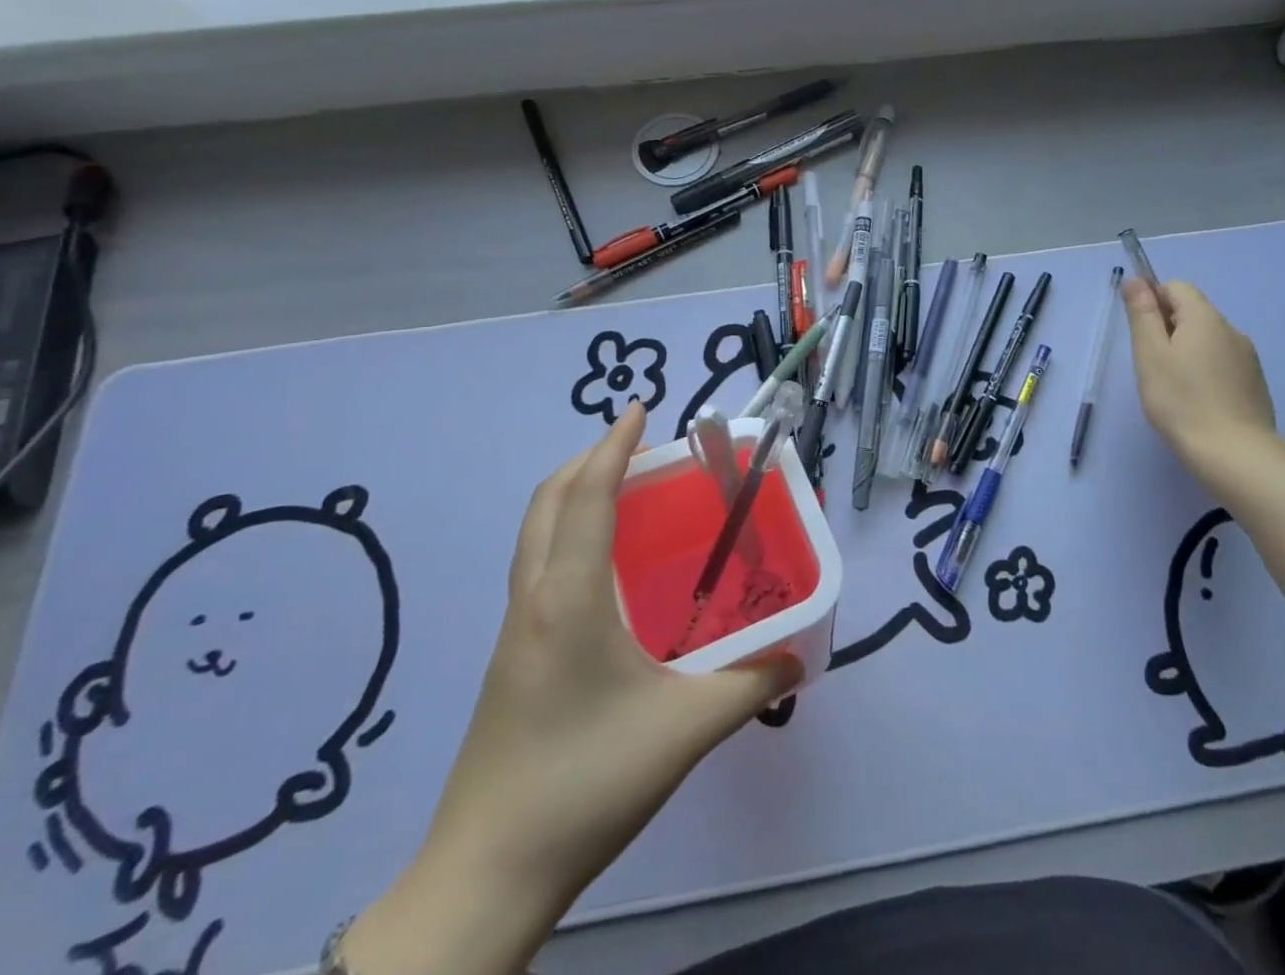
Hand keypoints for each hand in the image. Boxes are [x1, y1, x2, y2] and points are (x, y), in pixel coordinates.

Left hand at [341, 403, 800, 974]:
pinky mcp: (510, 658)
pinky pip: (537, 565)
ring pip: (535, 532)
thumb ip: (749, 685)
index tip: (640, 409)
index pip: (586, 494)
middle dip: (588, 460)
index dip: (612, 445)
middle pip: (548, 501)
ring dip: (573, 494)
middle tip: (637, 449)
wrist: (486, 874)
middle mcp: (533, 598)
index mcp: (568, 596)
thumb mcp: (684, 730)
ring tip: (623, 493)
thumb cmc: (586, 783)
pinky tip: (604, 569)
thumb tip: (797, 657)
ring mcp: (515, 629)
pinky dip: (566, 533)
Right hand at [1123, 278, 1276, 480]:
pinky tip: (1196, 402)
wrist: (1235, 454)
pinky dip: (1205, 372)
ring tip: (1173, 388)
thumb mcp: (1150, 354)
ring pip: (1208, 340)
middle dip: (1168, 330)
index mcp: (1205, 318)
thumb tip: (1136, 280)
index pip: (1176, 287)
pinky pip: (1222, 363)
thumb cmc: (1181, 400)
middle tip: (1152, 366)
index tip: (1142, 336)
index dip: (1153, 302)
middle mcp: (1231, 330)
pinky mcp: (1254, 384)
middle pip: (1193, 313)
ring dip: (1186, 352)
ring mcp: (1248, 358)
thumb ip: (1142, 314)